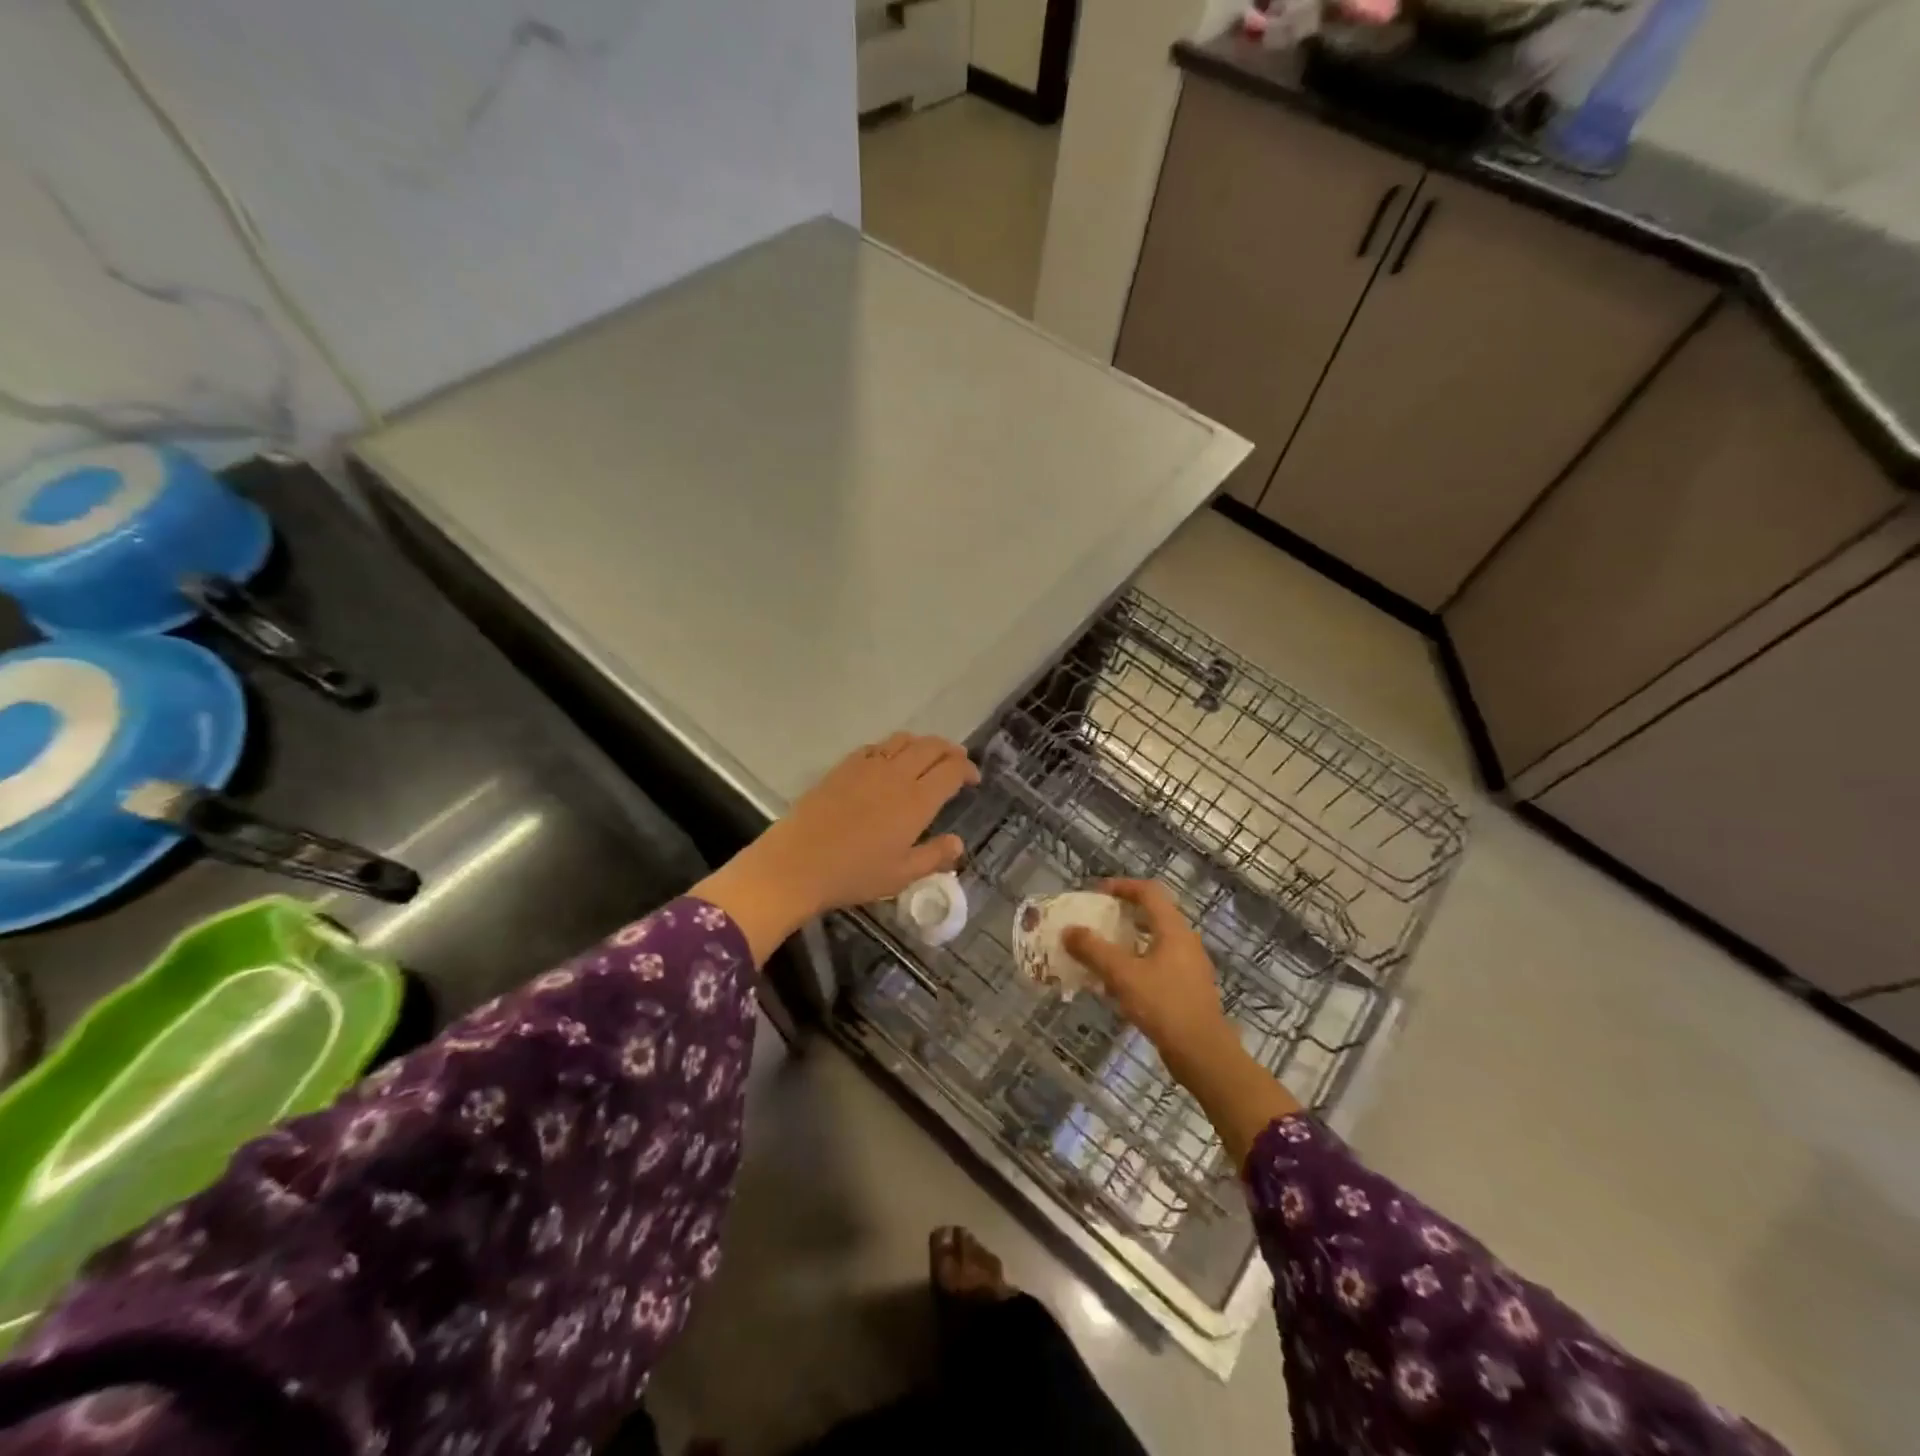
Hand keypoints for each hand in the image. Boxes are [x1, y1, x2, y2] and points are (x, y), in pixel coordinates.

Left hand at [694, 734, 979, 963]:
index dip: (967, 769)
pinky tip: (889, 762)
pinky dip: (892, 748)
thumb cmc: (854, 874)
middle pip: (931, 747)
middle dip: (950, 750)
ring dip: (922, 744)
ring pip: (904, 740)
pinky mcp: (844, 767)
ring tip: (926, 758)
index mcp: (917, 801)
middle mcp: (897, 775)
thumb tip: (958, 843)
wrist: (797, 864)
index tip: (973, 780)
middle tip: (956, 762)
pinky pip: (876, 746)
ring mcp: (868, 767)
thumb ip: (934, 856)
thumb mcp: (901, 875)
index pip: (951, 770)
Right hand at [1062, 880, 1235, 1082]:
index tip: (1097, 892)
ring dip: (1129, 939)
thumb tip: (1069, 930)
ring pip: (1156, 940)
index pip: (1149, 892)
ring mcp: (1190, 966)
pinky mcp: (1188, 988)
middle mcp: (1185, 941)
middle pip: (1154, 914)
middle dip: (1124, 913)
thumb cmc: (1164, 1006)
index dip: (1122, 886)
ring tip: (1104, 950)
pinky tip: (1119, 982)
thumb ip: (1094, 950)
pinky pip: (1159, 963)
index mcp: (1174, 930)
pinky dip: (1138, 961)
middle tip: (1098, 919)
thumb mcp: (1123, 976)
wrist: (1203, 1054)